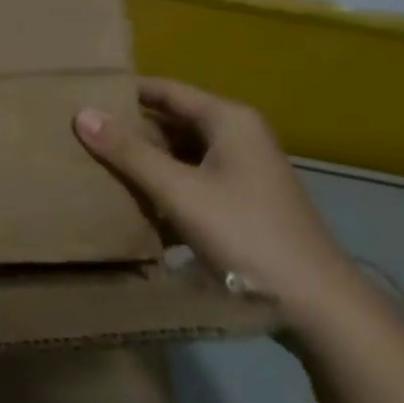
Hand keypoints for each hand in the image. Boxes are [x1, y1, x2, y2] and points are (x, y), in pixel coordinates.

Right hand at [74, 80, 363, 331]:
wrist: (322, 312)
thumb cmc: (247, 236)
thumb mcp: (180, 192)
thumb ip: (129, 153)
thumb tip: (81, 114)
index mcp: (229, 120)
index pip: (165, 90)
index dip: (125, 93)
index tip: (84, 98)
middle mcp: (239, 136)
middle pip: (173, 121)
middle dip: (132, 130)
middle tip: (84, 135)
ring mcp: (245, 172)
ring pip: (183, 154)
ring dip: (147, 162)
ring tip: (100, 166)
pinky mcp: (246, 204)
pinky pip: (195, 181)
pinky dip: (167, 187)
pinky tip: (137, 204)